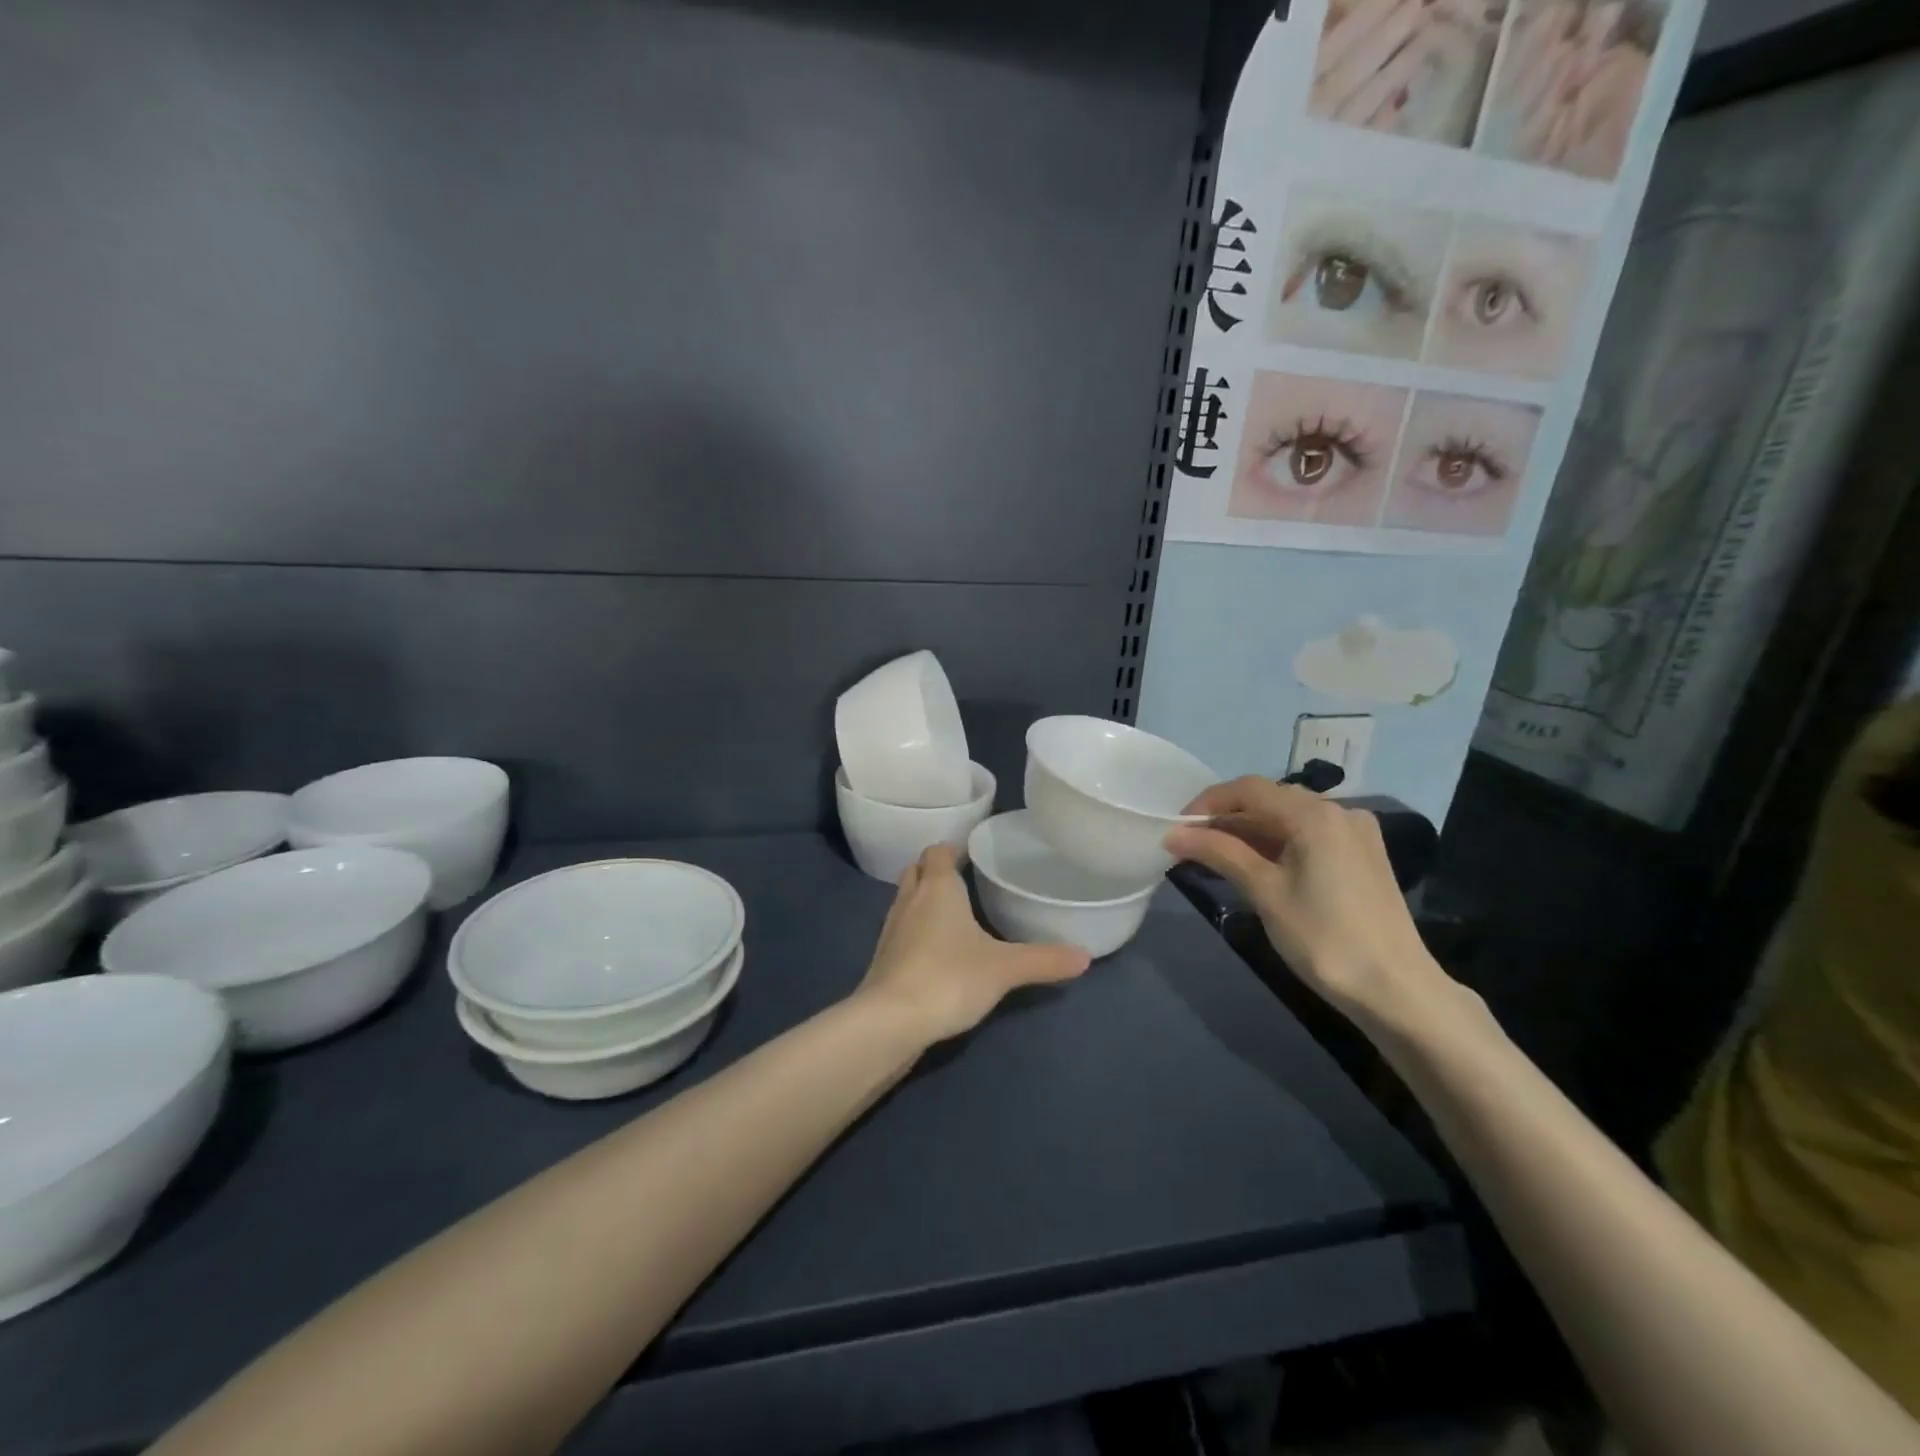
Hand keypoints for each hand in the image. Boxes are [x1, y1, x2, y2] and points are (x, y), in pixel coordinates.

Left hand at [856, 846, 1089, 1044]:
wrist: (891, 1021)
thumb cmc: (949, 977)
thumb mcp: (1005, 968)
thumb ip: (1044, 959)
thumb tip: (1085, 956)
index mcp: (937, 888)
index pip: (938, 851)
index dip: (953, 849)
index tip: (974, 856)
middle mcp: (909, 900)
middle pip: (916, 870)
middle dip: (935, 871)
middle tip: (964, 881)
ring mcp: (891, 930)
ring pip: (906, 901)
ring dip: (923, 901)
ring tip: (953, 914)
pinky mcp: (883, 959)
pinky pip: (901, 932)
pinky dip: (915, 932)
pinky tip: (936, 952)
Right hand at [1164, 778, 1451, 1025]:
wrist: (1397, 990)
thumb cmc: (1324, 938)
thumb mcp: (1264, 892)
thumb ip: (1219, 853)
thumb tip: (1174, 834)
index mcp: (1316, 814)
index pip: (1249, 790)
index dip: (1208, 803)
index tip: (1178, 827)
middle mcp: (1340, 811)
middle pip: (1270, 800)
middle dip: (1227, 818)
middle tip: (1192, 844)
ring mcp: (1356, 833)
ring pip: (1290, 818)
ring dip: (1251, 832)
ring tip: (1217, 857)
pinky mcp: (1363, 856)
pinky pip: (1310, 835)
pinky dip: (1278, 844)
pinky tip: (1258, 866)